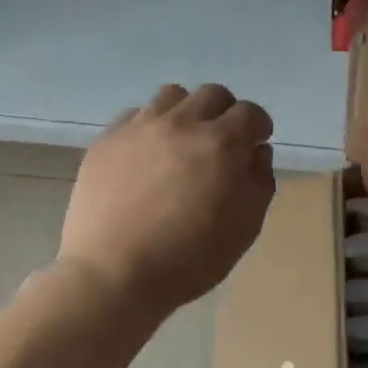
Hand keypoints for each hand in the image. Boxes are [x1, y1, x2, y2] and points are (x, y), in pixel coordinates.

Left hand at [58, 84, 275, 316]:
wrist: (114, 273)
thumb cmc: (188, 259)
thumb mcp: (244, 228)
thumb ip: (259, 182)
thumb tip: (257, 152)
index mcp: (221, 144)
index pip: (250, 112)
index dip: (258, 127)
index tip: (256, 143)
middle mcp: (182, 123)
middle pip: (212, 94)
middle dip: (225, 113)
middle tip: (221, 142)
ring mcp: (140, 127)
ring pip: (172, 96)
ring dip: (186, 112)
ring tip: (182, 142)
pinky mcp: (107, 139)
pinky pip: (135, 114)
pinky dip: (150, 126)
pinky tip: (147, 154)